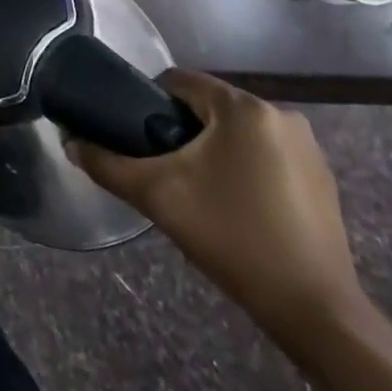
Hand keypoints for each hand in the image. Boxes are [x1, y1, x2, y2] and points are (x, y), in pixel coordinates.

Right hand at [71, 69, 364, 345]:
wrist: (312, 309)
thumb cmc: (230, 236)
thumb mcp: (156, 195)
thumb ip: (106, 163)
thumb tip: (69, 142)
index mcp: (244, 107)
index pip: (179, 81)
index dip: (148, 102)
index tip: (136, 138)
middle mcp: (281, 114)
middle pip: (208, 106)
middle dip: (180, 130)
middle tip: (163, 171)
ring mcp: (308, 147)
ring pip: (236, 132)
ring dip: (212, 150)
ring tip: (195, 191)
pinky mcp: (322, 178)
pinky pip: (265, 154)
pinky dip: (243, 168)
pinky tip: (235, 206)